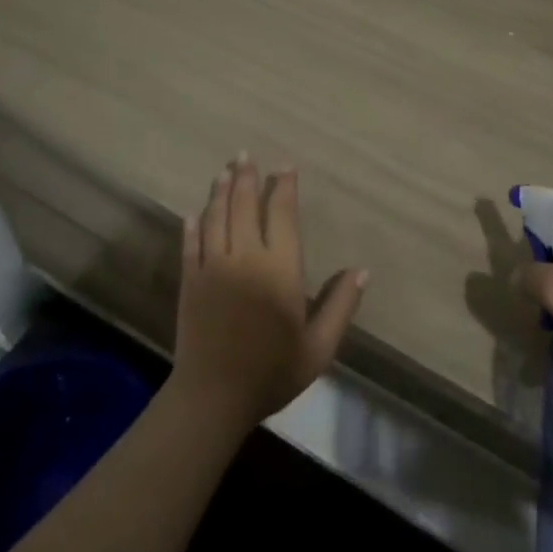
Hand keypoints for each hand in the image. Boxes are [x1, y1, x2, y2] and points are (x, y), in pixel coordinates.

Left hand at [171, 156, 367, 429]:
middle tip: (244, 154)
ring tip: (224, 171)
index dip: (284, 186)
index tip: (285, 166)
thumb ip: (340, 306)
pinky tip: (193, 213)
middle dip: (246, 177)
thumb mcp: (318, 347)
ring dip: (220, 191)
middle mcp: (245, 257)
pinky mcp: (190, 281)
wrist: (213, 397)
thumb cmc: (272, 371)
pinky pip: (190, 244)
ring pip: (215, 217)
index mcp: (279, 269)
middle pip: (244, 206)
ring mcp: (213, 267)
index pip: (282, 214)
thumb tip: (362, 270)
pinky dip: (193, 225)